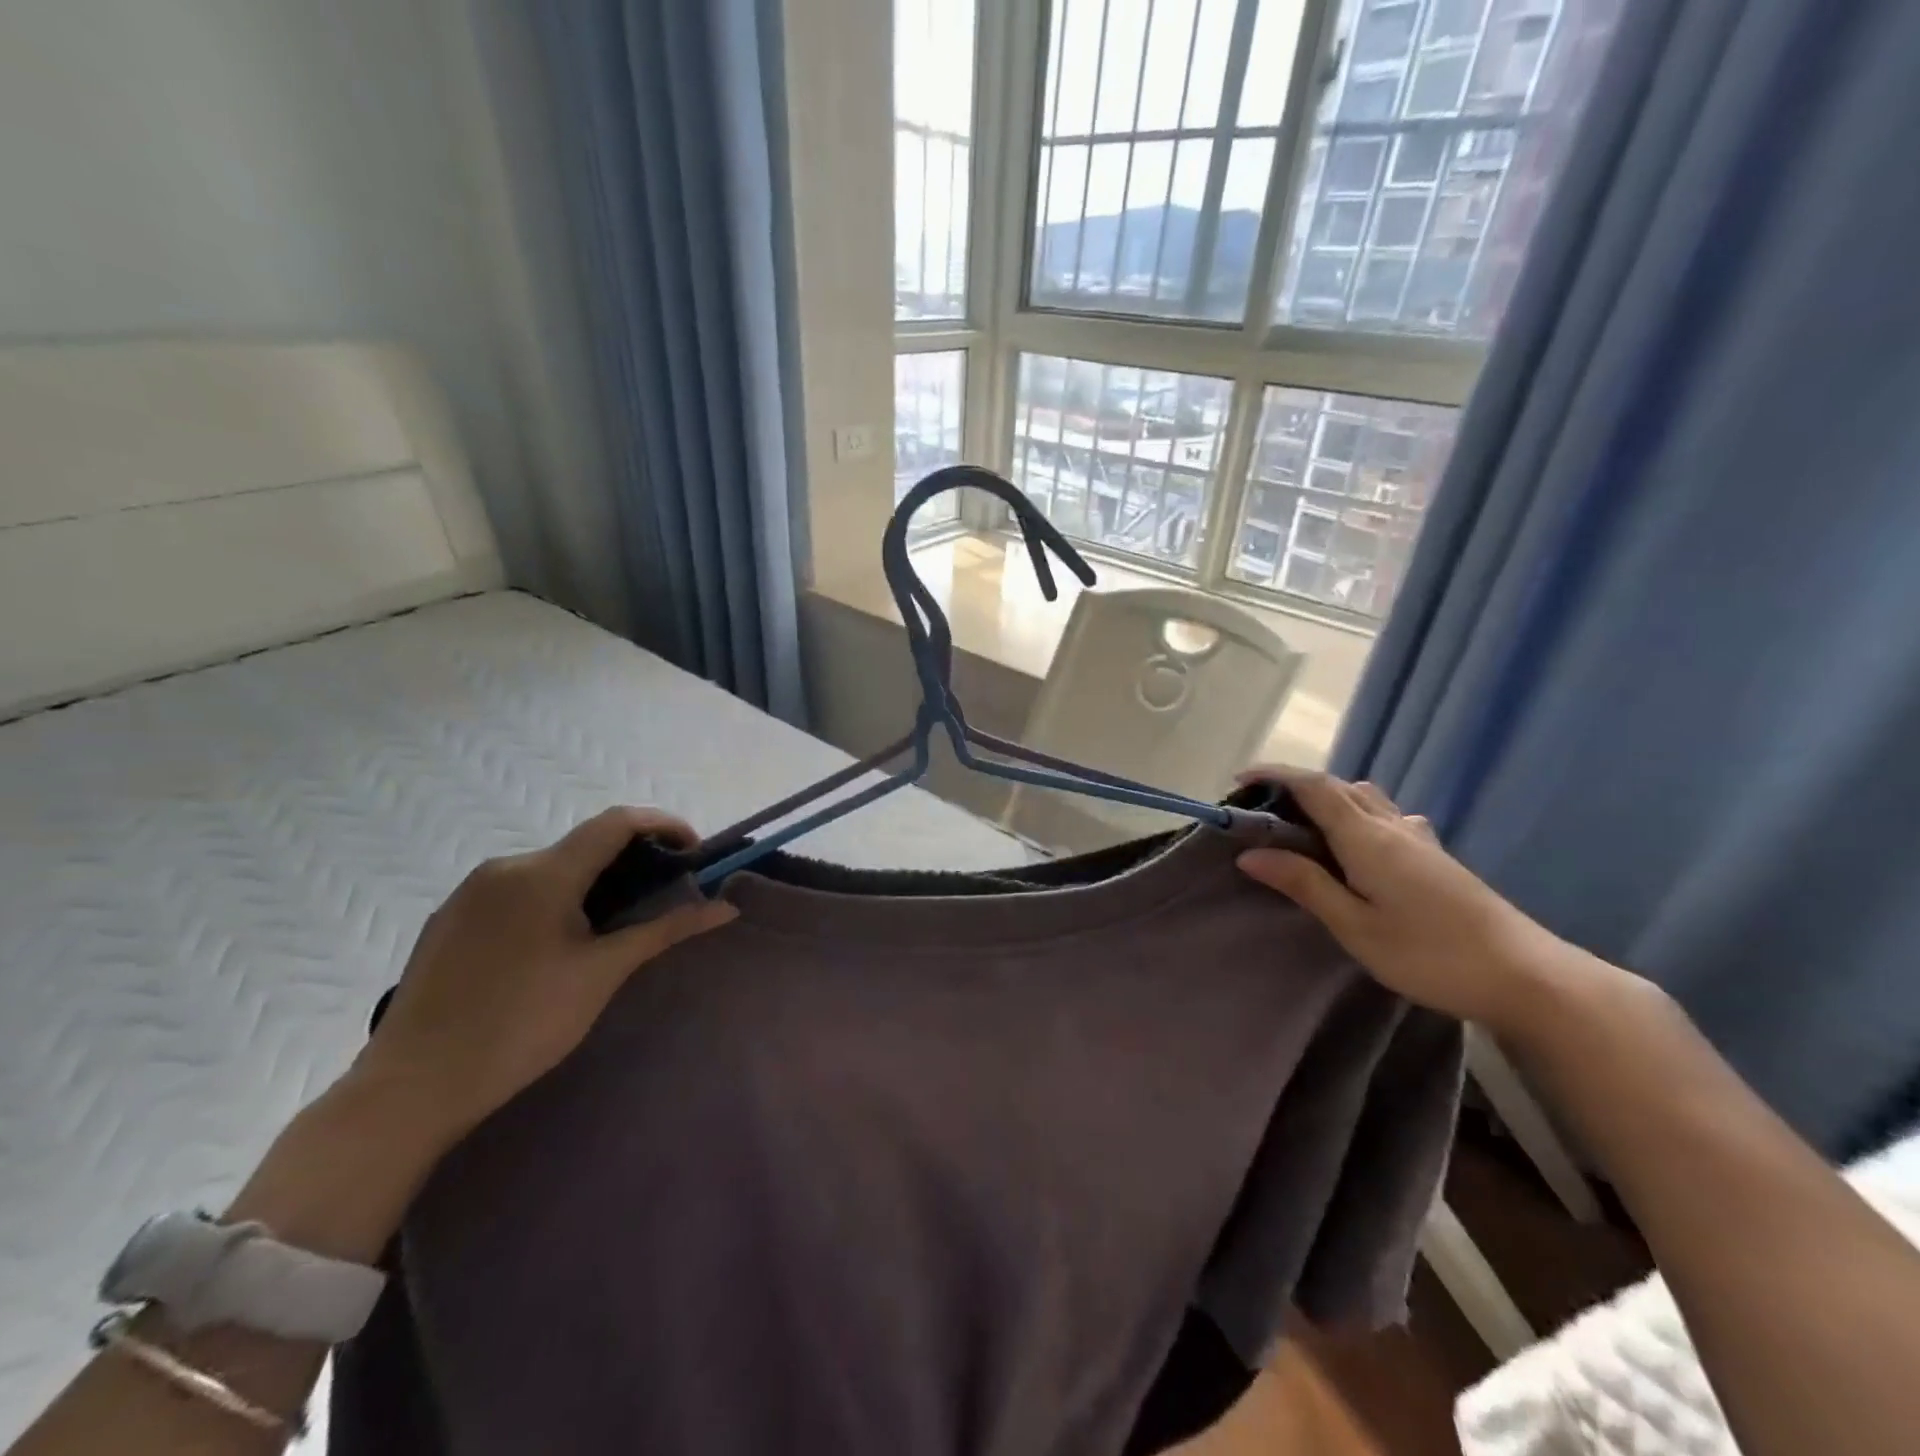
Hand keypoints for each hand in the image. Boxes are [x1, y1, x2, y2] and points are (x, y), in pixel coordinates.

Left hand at [353, 808, 736, 1142]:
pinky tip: (556, 946)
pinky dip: (554, 899)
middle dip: (632, 861)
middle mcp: (505, 866)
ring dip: (592, 882)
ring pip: (551, 868)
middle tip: (660, 900)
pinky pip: (518, 890)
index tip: (694, 855)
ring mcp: (470, 891)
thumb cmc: (522, 1024)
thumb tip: (725, 908)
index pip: (617, 821)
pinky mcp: (450, 918)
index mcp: (544, 873)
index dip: (664, 825)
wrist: (411, 1087)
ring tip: (611, 928)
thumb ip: (665, 930)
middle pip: (584, 844)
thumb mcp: (603, 973)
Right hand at [1235, 770, 1577, 1031]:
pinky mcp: (1436, 856)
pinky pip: (1386, 815)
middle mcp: (1393, 827)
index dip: (1274, 776)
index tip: (1238, 782)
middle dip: (1294, 786)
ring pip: (1365, 798)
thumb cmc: (1430, 954)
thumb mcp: (1355, 926)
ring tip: (1301, 823)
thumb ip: (1304, 884)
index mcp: (1367, 838)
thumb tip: (1249, 854)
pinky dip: (1356, 812)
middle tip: (1261, 808)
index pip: (1313, 787)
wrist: (1527, 977)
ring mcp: (1419, 839)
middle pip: (1338, 787)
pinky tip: (1359, 842)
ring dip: (1327, 797)